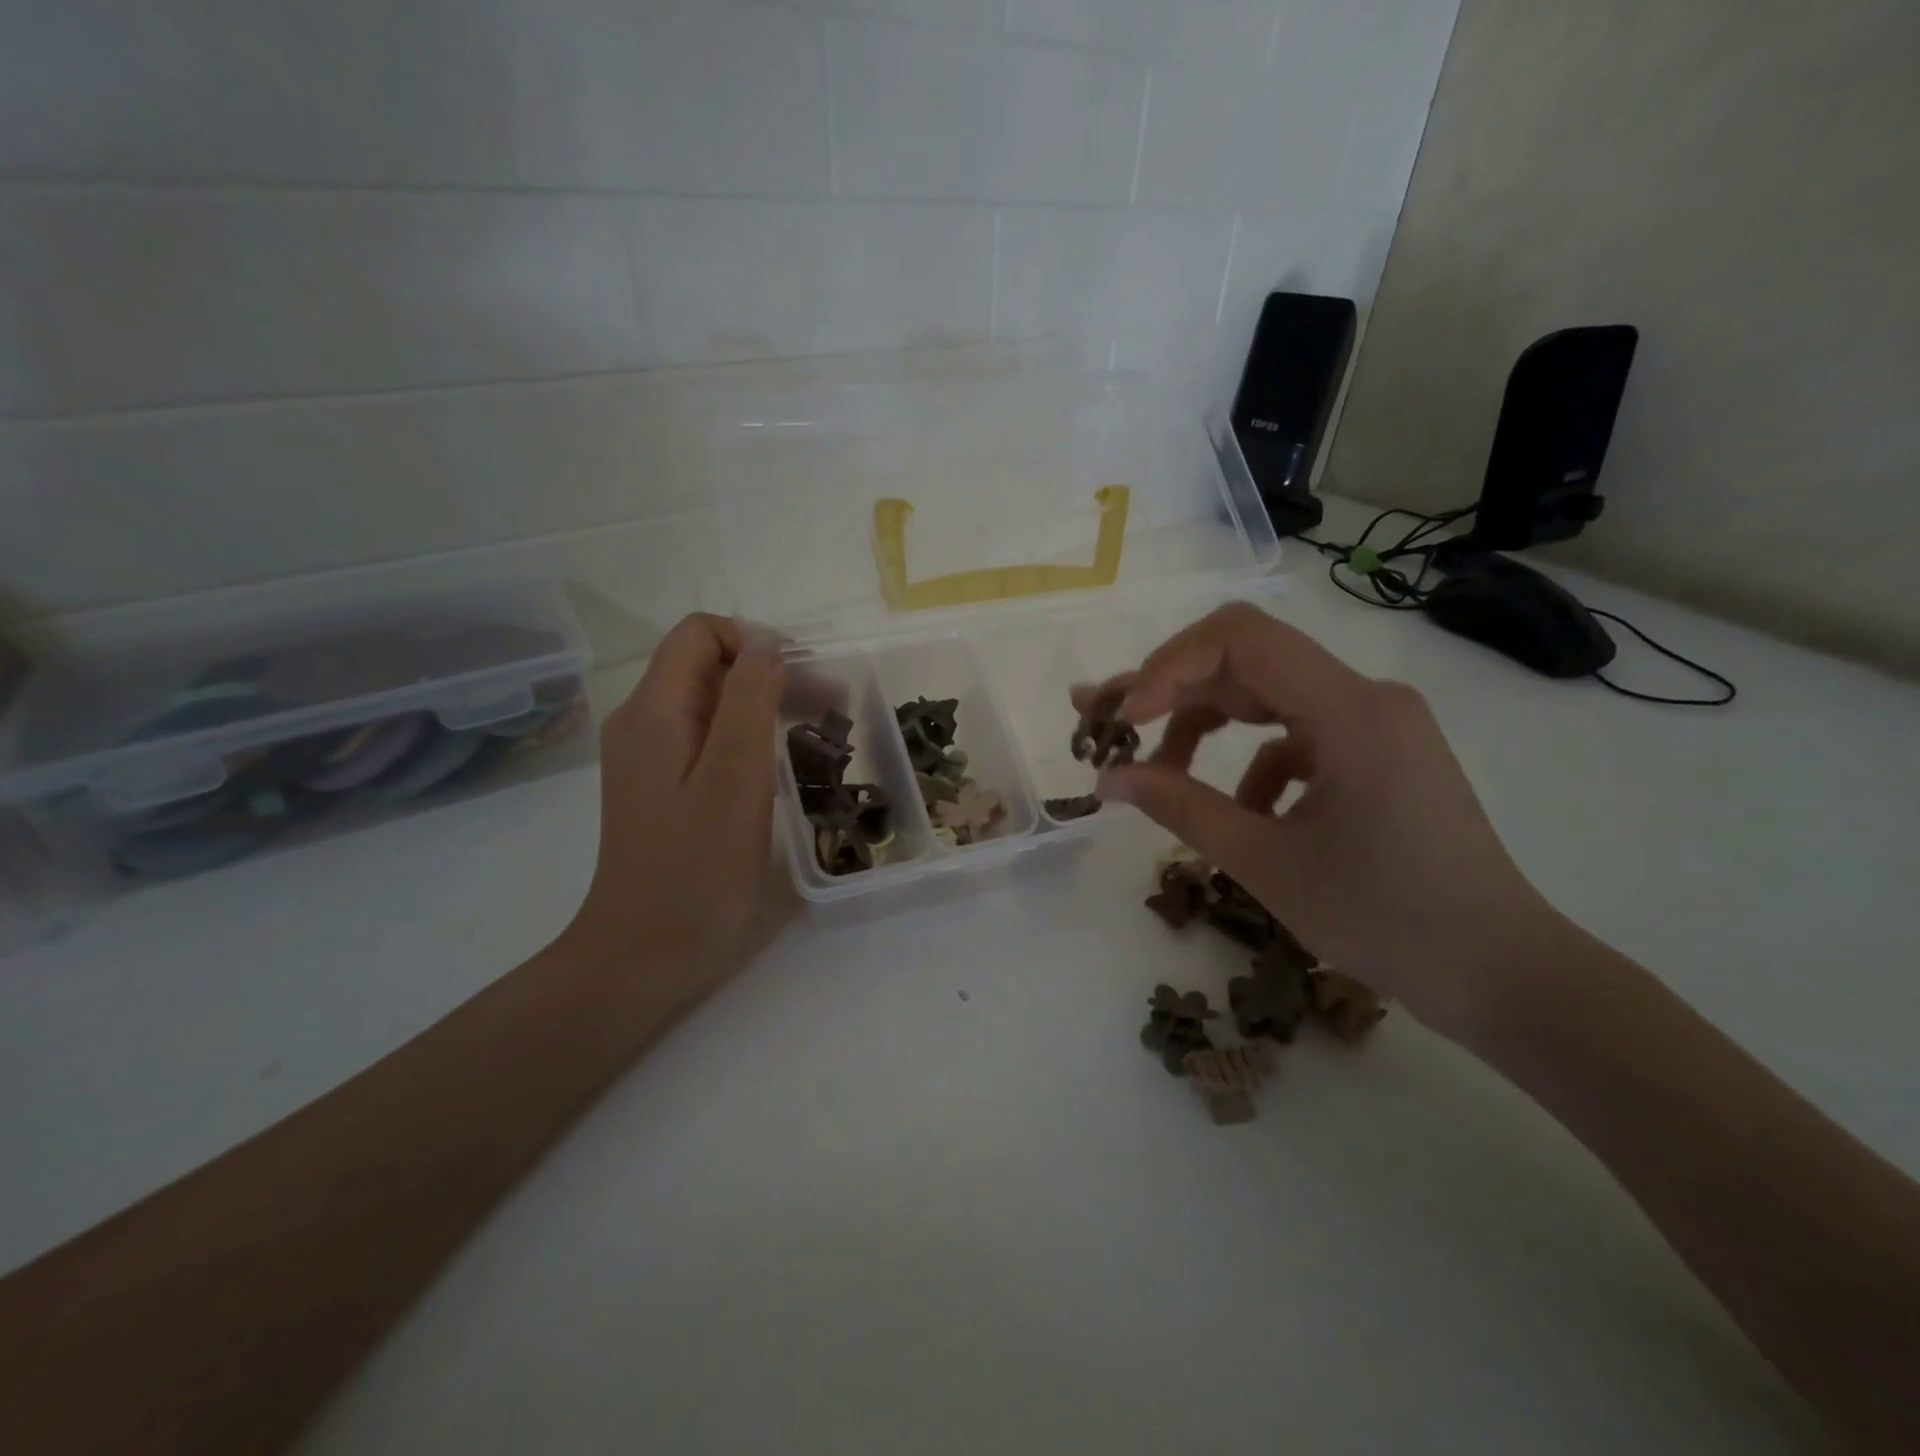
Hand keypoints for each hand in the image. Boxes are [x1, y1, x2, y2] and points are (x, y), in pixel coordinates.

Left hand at [563, 614, 783, 996]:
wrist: (644, 955)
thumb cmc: (697, 868)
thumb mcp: (735, 776)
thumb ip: (750, 699)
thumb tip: (766, 642)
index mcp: (653, 710)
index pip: (700, 634)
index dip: (754, 641)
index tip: (802, 680)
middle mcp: (643, 723)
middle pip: (707, 667)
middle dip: (770, 673)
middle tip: (831, 706)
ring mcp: (650, 759)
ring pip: (711, 704)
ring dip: (765, 706)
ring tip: (818, 733)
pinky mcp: (662, 790)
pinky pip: (707, 741)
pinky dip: (748, 739)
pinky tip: (780, 765)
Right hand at [1079, 602, 1557, 1034]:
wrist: (1500, 972)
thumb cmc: (1388, 920)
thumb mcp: (1267, 864)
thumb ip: (1181, 808)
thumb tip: (1108, 778)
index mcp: (1350, 710)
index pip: (1240, 639)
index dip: (1167, 668)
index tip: (1123, 721)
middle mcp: (1365, 697)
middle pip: (1246, 661)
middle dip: (1169, 691)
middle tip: (1105, 725)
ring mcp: (1374, 723)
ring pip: (1265, 696)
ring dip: (1204, 726)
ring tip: (1157, 772)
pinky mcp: (1374, 752)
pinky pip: (1294, 734)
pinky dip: (1250, 762)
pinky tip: (1240, 812)